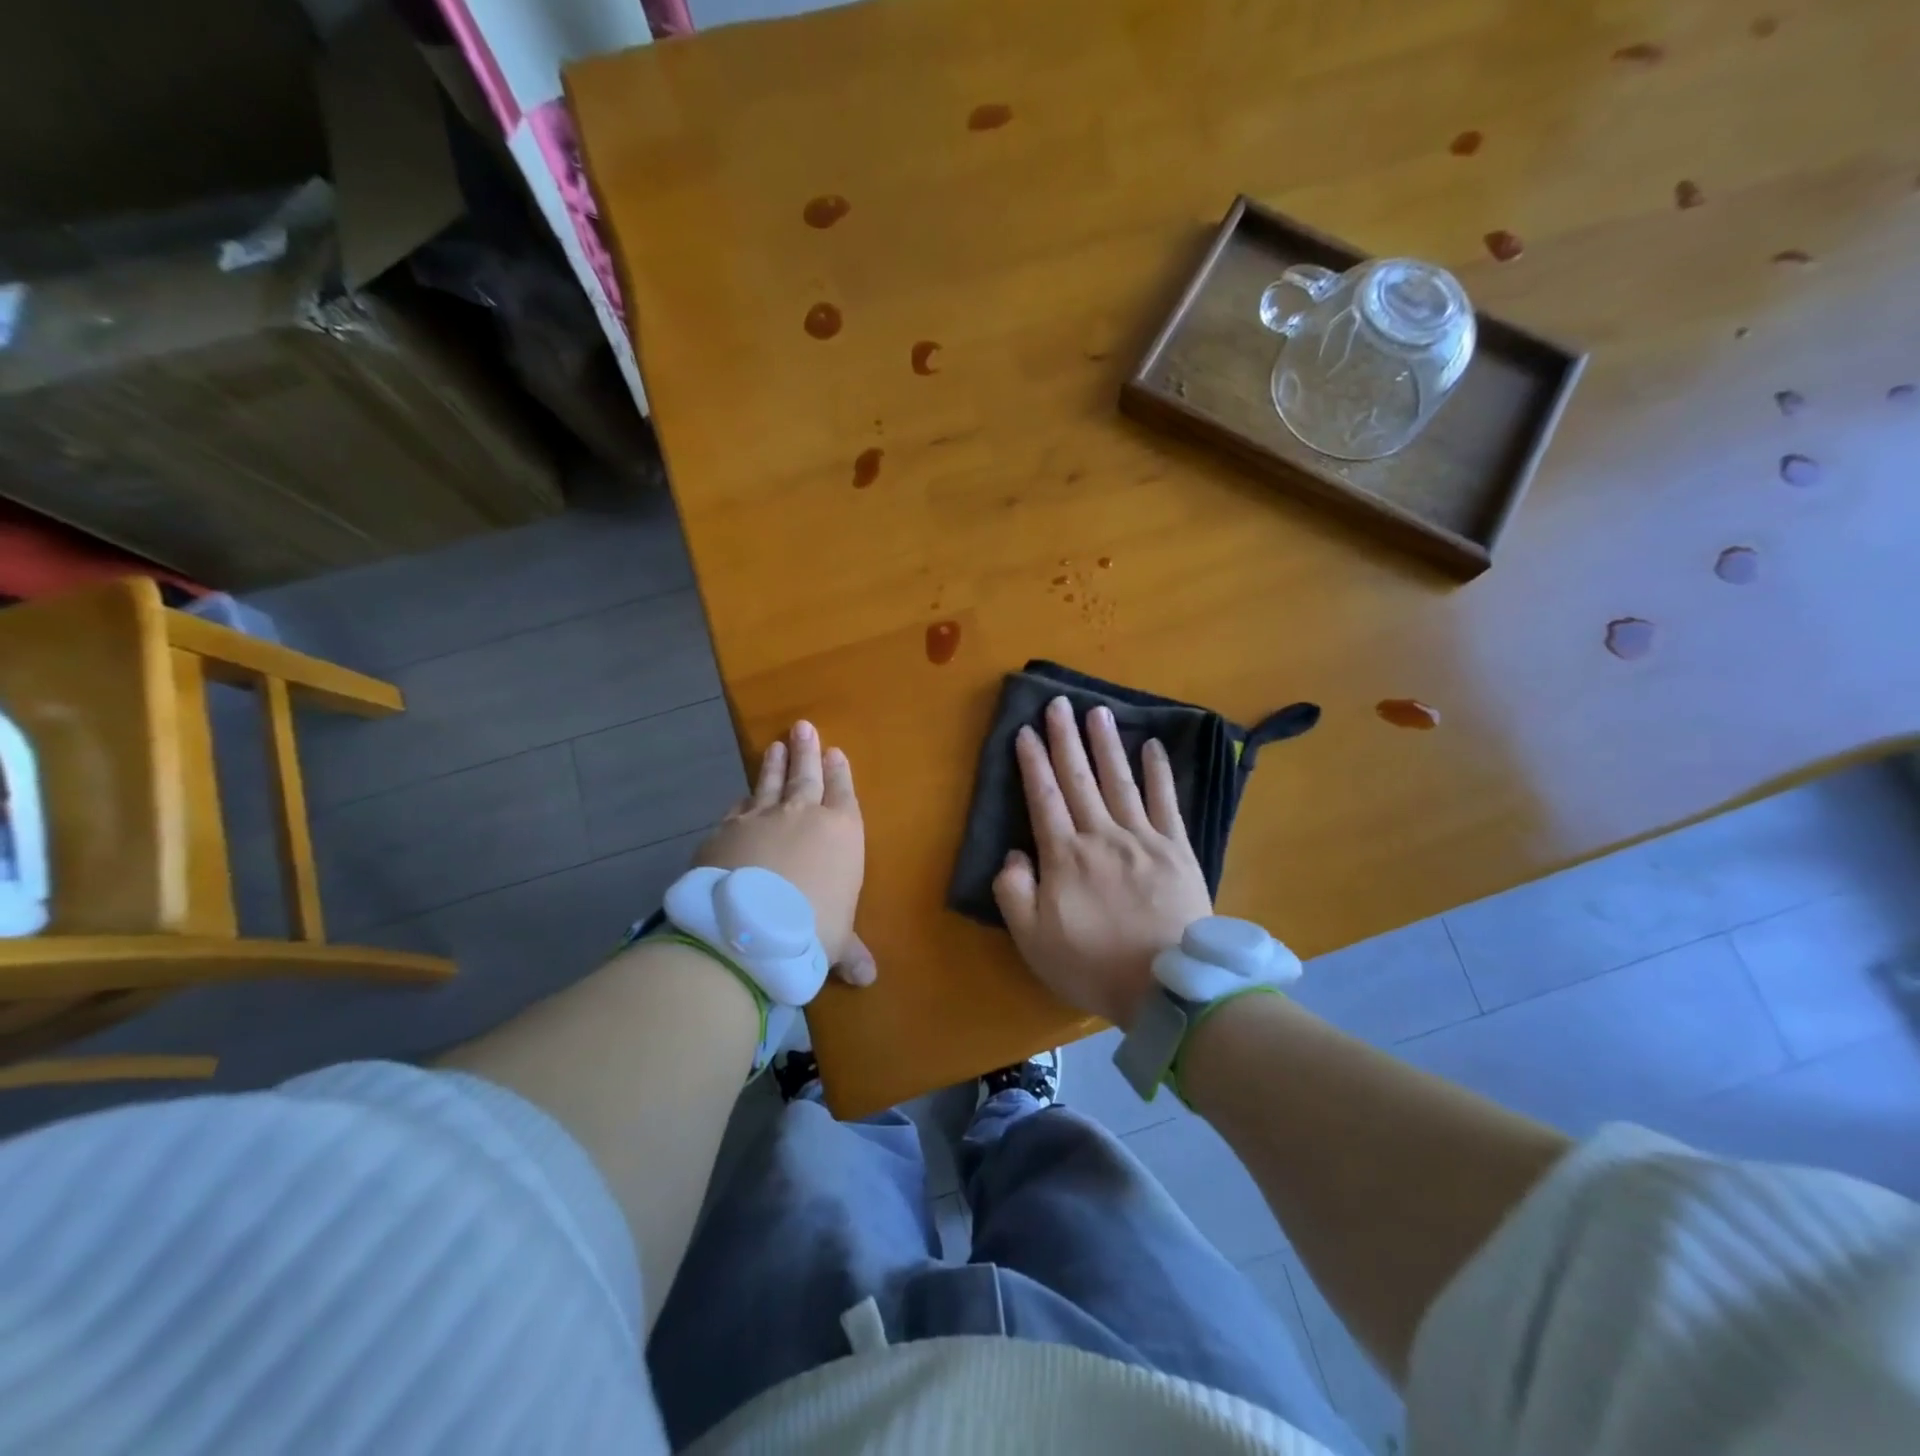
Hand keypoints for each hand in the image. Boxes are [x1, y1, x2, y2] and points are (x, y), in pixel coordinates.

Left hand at [695, 720, 874, 986]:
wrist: (748, 927)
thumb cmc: (811, 930)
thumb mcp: (835, 944)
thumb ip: (850, 952)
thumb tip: (868, 978)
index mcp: (841, 832)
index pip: (843, 793)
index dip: (840, 772)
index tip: (836, 751)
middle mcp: (803, 815)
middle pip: (806, 775)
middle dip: (807, 751)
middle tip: (803, 727)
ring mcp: (760, 818)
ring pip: (770, 782)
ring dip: (775, 764)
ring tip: (776, 744)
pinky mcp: (725, 830)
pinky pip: (738, 807)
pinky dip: (743, 799)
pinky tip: (742, 795)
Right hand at [993, 696, 1212, 1026]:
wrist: (1167, 986)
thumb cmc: (1092, 965)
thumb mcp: (1032, 940)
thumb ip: (1014, 892)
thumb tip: (1015, 853)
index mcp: (1064, 856)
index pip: (1044, 798)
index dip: (1033, 762)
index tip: (1025, 730)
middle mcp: (1101, 835)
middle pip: (1078, 779)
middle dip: (1065, 738)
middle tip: (1058, 702)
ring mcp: (1142, 838)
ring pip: (1119, 781)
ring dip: (1106, 744)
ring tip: (1097, 711)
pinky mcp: (1177, 849)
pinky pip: (1166, 802)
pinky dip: (1159, 772)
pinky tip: (1152, 746)